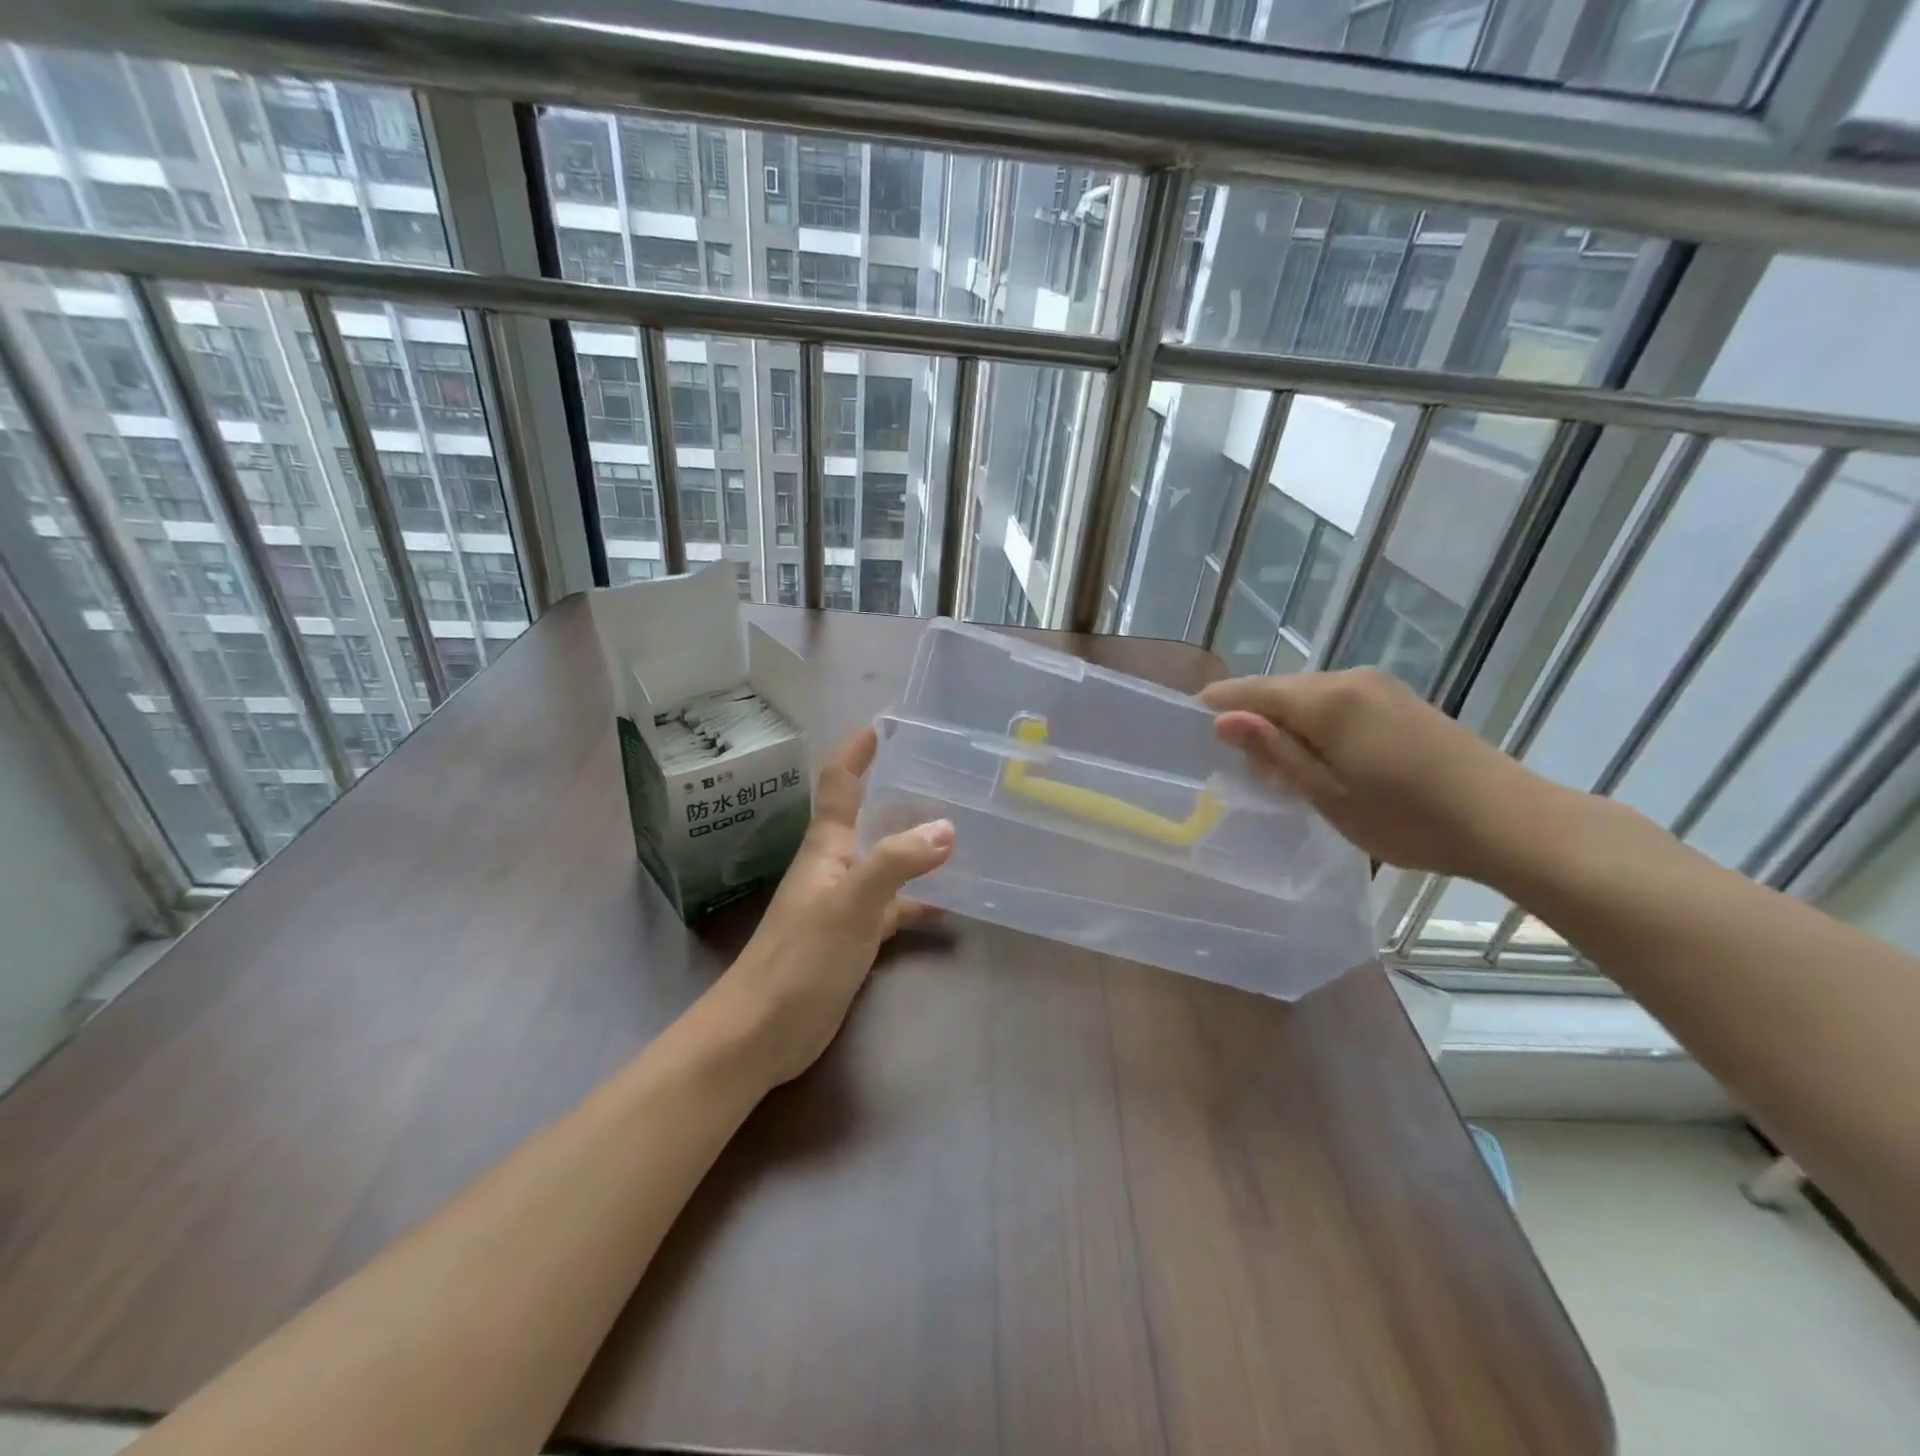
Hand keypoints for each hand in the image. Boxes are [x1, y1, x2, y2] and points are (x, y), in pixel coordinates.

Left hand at [717, 726, 953, 1086]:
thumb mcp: (851, 903)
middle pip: (867, 816)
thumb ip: (896, 862)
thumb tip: (947, 827)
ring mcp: (845, 901)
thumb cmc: (800, 958)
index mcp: (826, 845)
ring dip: (915, 844)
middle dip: (898, 791)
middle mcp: (836, 865)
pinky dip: (918, 900)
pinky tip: (950, 902)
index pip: (839, 783)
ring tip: (961, 829)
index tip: (882, 724)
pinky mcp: (855, 936)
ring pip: (886, 860)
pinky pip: (894, 906)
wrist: (762, 1031)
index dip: (856, 752)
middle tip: (943, 772)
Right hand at [1201, 668, 1566, 884]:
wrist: (1508, 820)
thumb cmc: (1407, 818)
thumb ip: (1274, 751)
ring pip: (1308, 697)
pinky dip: (1315, 725)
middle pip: (1280, 690)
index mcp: (1327, 700)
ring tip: (1276, 768)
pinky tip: (1318, 758)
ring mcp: (1379, 687)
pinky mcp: (1399, 700)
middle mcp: (1350, 680)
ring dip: (1285, 724)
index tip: (1188, 723)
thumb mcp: (1327, 793)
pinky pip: (1337, 703)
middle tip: (1236, 764)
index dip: (1218, 704)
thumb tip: (1224, 721)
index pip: (1252, 691)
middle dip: (1252, 718)